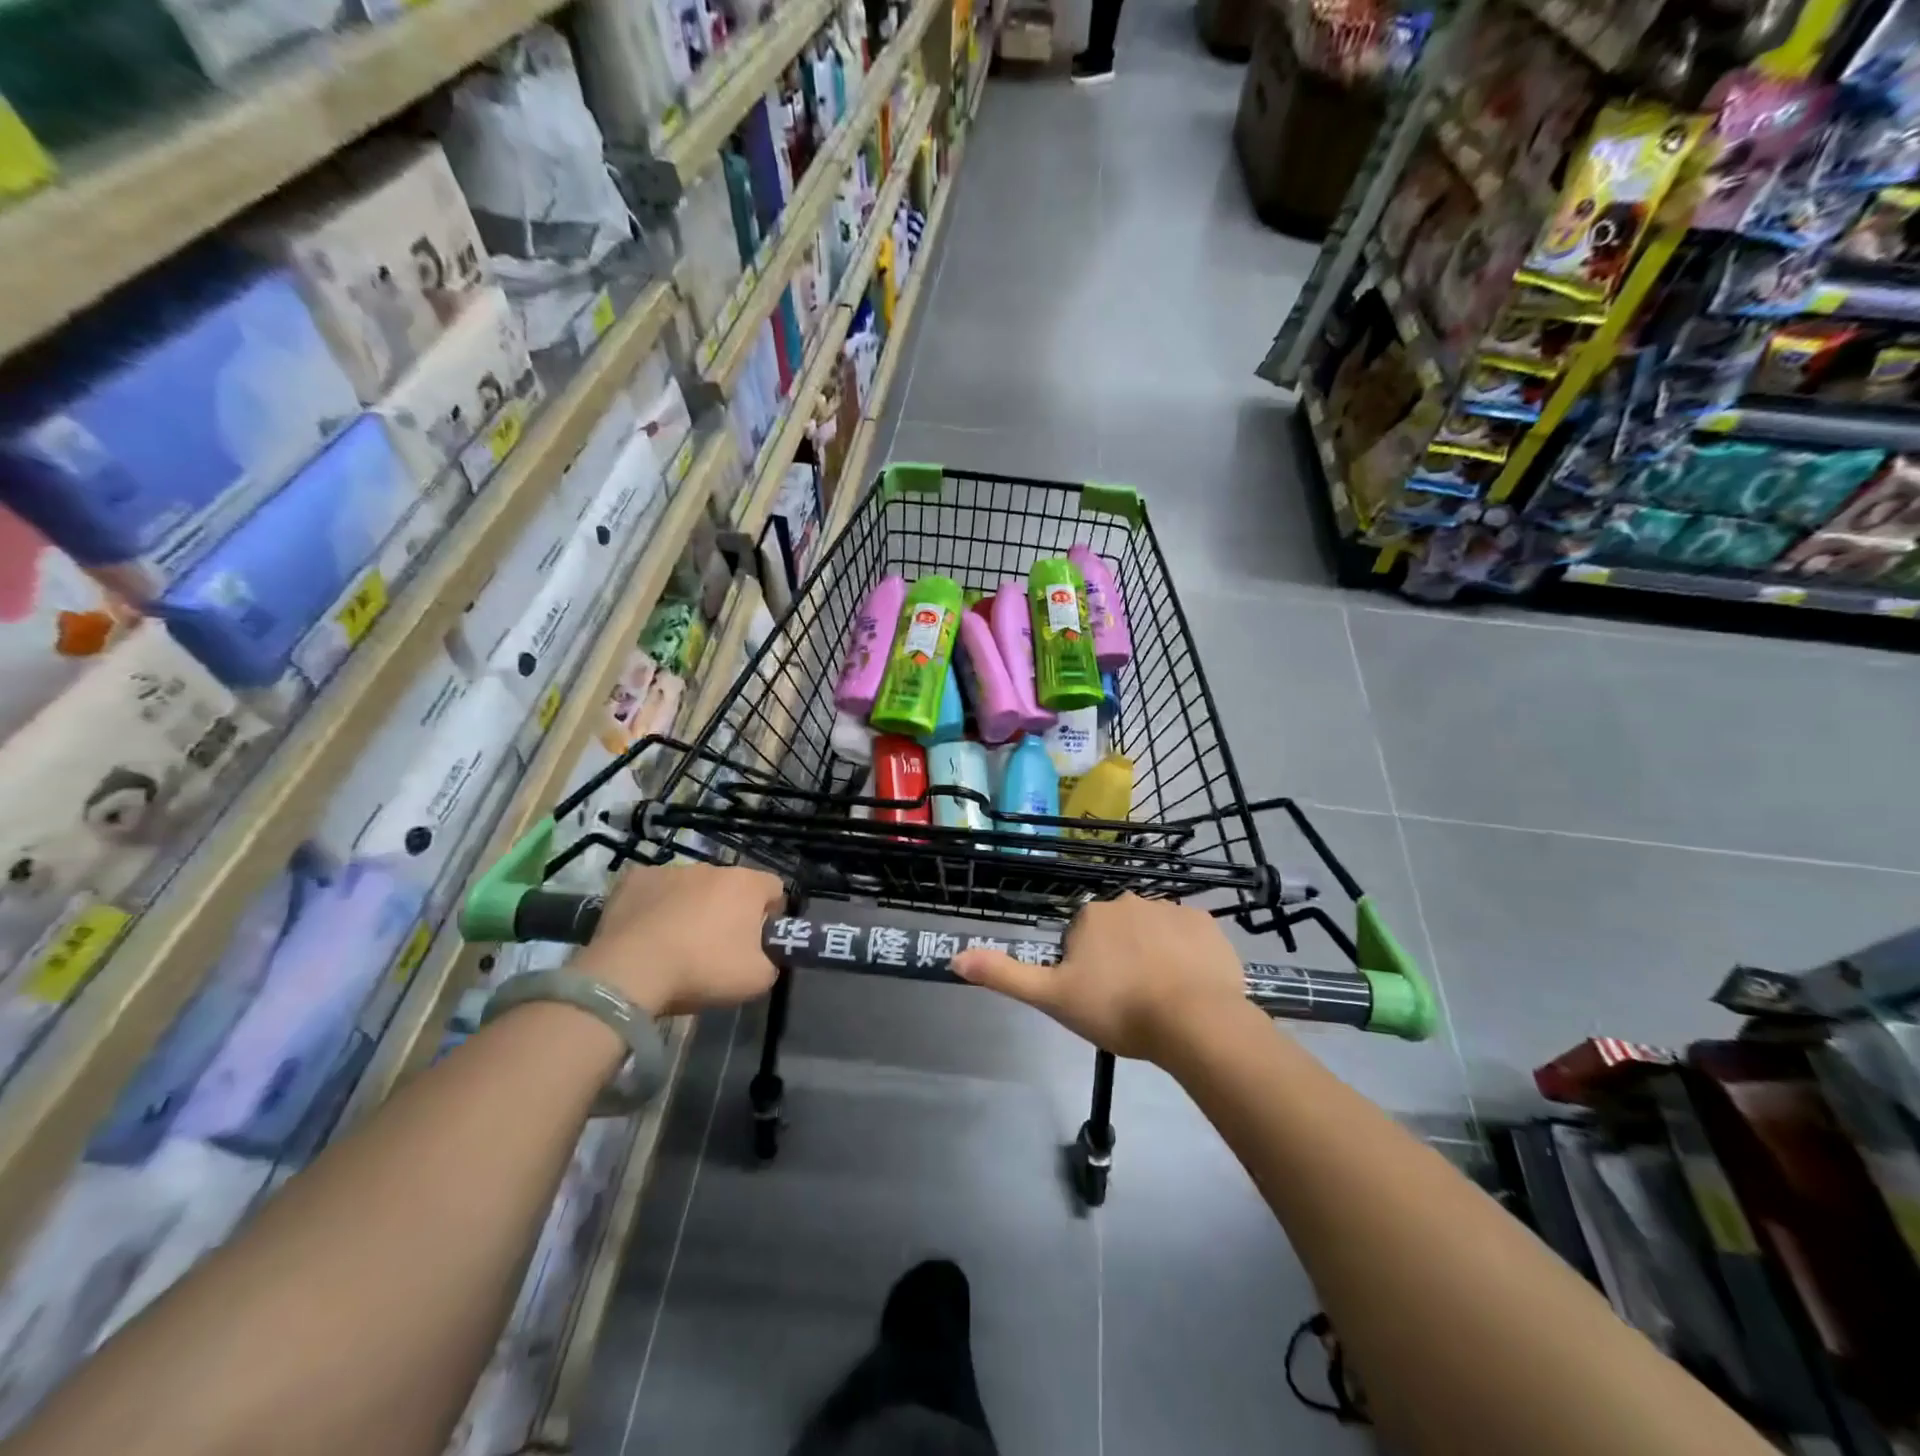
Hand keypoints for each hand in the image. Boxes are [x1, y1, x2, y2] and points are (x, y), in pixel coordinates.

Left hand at [573, 864, 784, 1015]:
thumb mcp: (757, 979)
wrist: (631, 971)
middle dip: (728, 910)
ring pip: (691, 887)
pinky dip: (655, 906)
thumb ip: (770, 960)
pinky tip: (646, 933)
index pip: (774, 887)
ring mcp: (671, 870)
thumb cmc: (702, 969)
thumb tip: (762, 956)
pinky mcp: (635, 879)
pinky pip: (655, 890)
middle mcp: (712, 868)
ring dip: (691, 907)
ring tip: (676, 943)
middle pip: (730, 887)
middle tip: (716, 947)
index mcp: (747, 885)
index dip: (771, 913)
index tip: (759, 939)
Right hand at [951, 895, 1248, 1061]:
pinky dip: (1186, 957)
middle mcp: (1129, 900)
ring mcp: (1172, 909)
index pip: (1080, 939)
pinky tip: (1189, 988)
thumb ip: (1004, 975)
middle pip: (1117, 933)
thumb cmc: (1117, 1008)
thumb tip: (955, 957)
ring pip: (1153, 934)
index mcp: (1092, 914)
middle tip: (1128, 1002)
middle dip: (1119, 960)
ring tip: (1161, 1001)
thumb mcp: (1052, 997)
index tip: (1098, 999)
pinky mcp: (1207, 924)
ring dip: (1153, 957)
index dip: (1086, 971)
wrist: (1194, 1021)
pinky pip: (1189, 938)